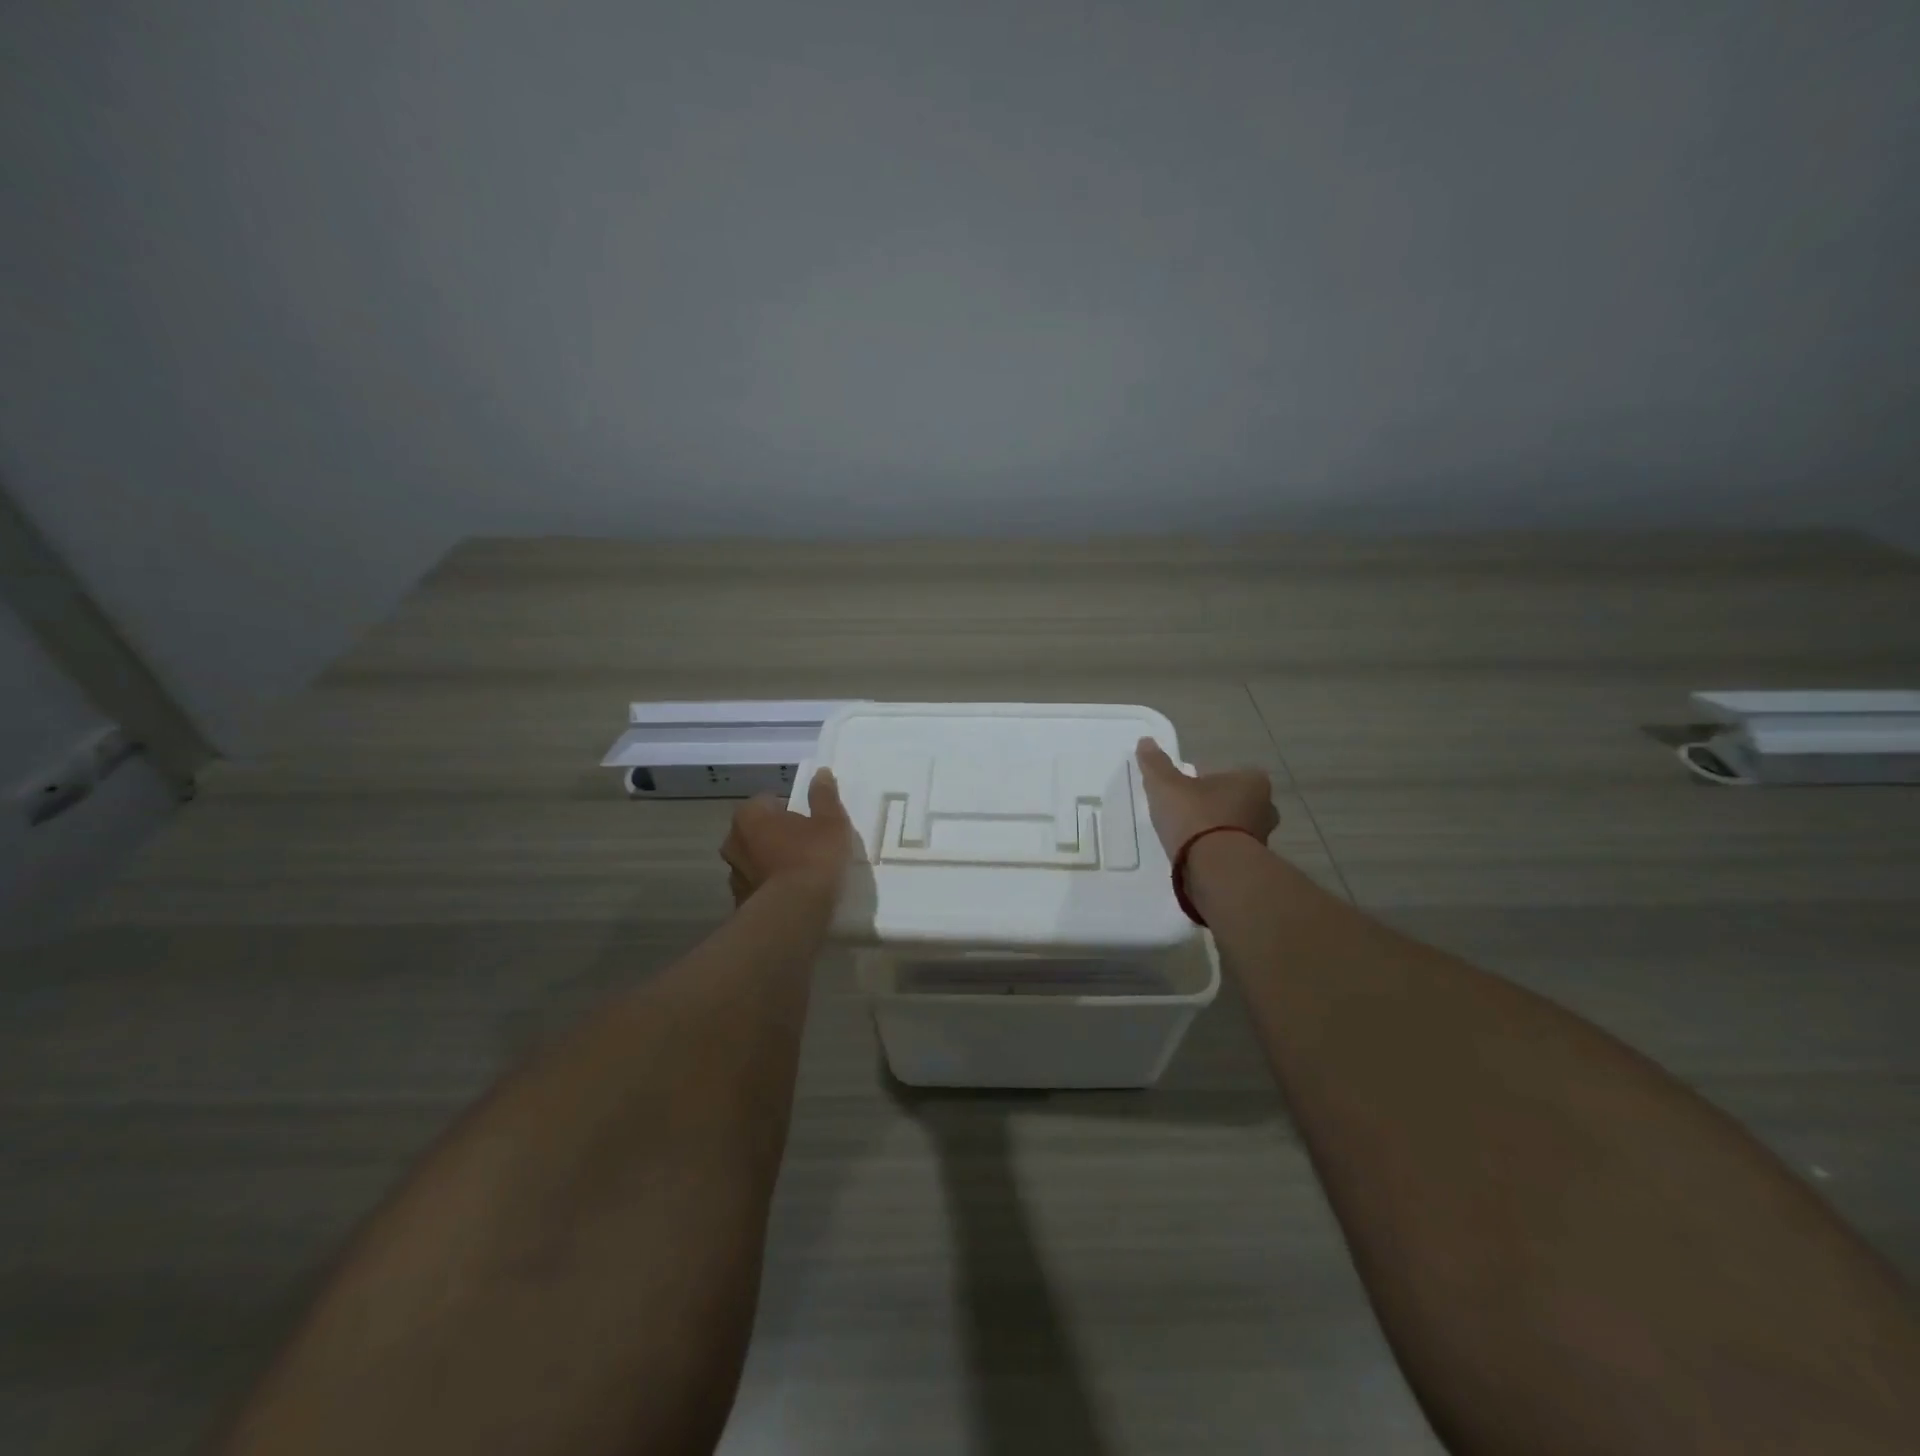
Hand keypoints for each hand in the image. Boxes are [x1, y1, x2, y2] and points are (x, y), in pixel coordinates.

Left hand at [720, 769, 855, 905]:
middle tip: (806, 845)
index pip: (768, 801)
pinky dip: (769, 887)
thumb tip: (821, 772)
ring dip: (770, 862)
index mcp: (750, 815)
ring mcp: (733, 874)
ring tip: (799, 873)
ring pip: (754, 860)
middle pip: (757, 830)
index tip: (809, 823)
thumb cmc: (813, 857)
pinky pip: (757, 886)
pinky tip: (791, 895)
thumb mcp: (830, 821)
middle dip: (776, 835)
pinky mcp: (739, 902)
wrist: (794, 912)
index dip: (790, 810)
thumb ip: (824, 796)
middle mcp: (733, 840)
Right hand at [1135, 738, 1278, 856]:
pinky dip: (1217, 853)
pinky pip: (1232, 851)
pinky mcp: (1254, 865)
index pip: (1226, 774)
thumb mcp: (1166, 785)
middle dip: (1214, 806)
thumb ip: (1155, 764)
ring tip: (1188, 839)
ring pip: (1236, 828)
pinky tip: (1196, 858)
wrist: (1215, 869)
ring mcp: (1263, 838)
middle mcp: (1265, 807)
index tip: (1184, 792)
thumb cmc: (1195, 816)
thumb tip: (1145, 741)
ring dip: (1216, 831)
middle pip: (1234, 801)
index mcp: (1252, 781)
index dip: (1203, 781)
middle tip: (1186, 814)